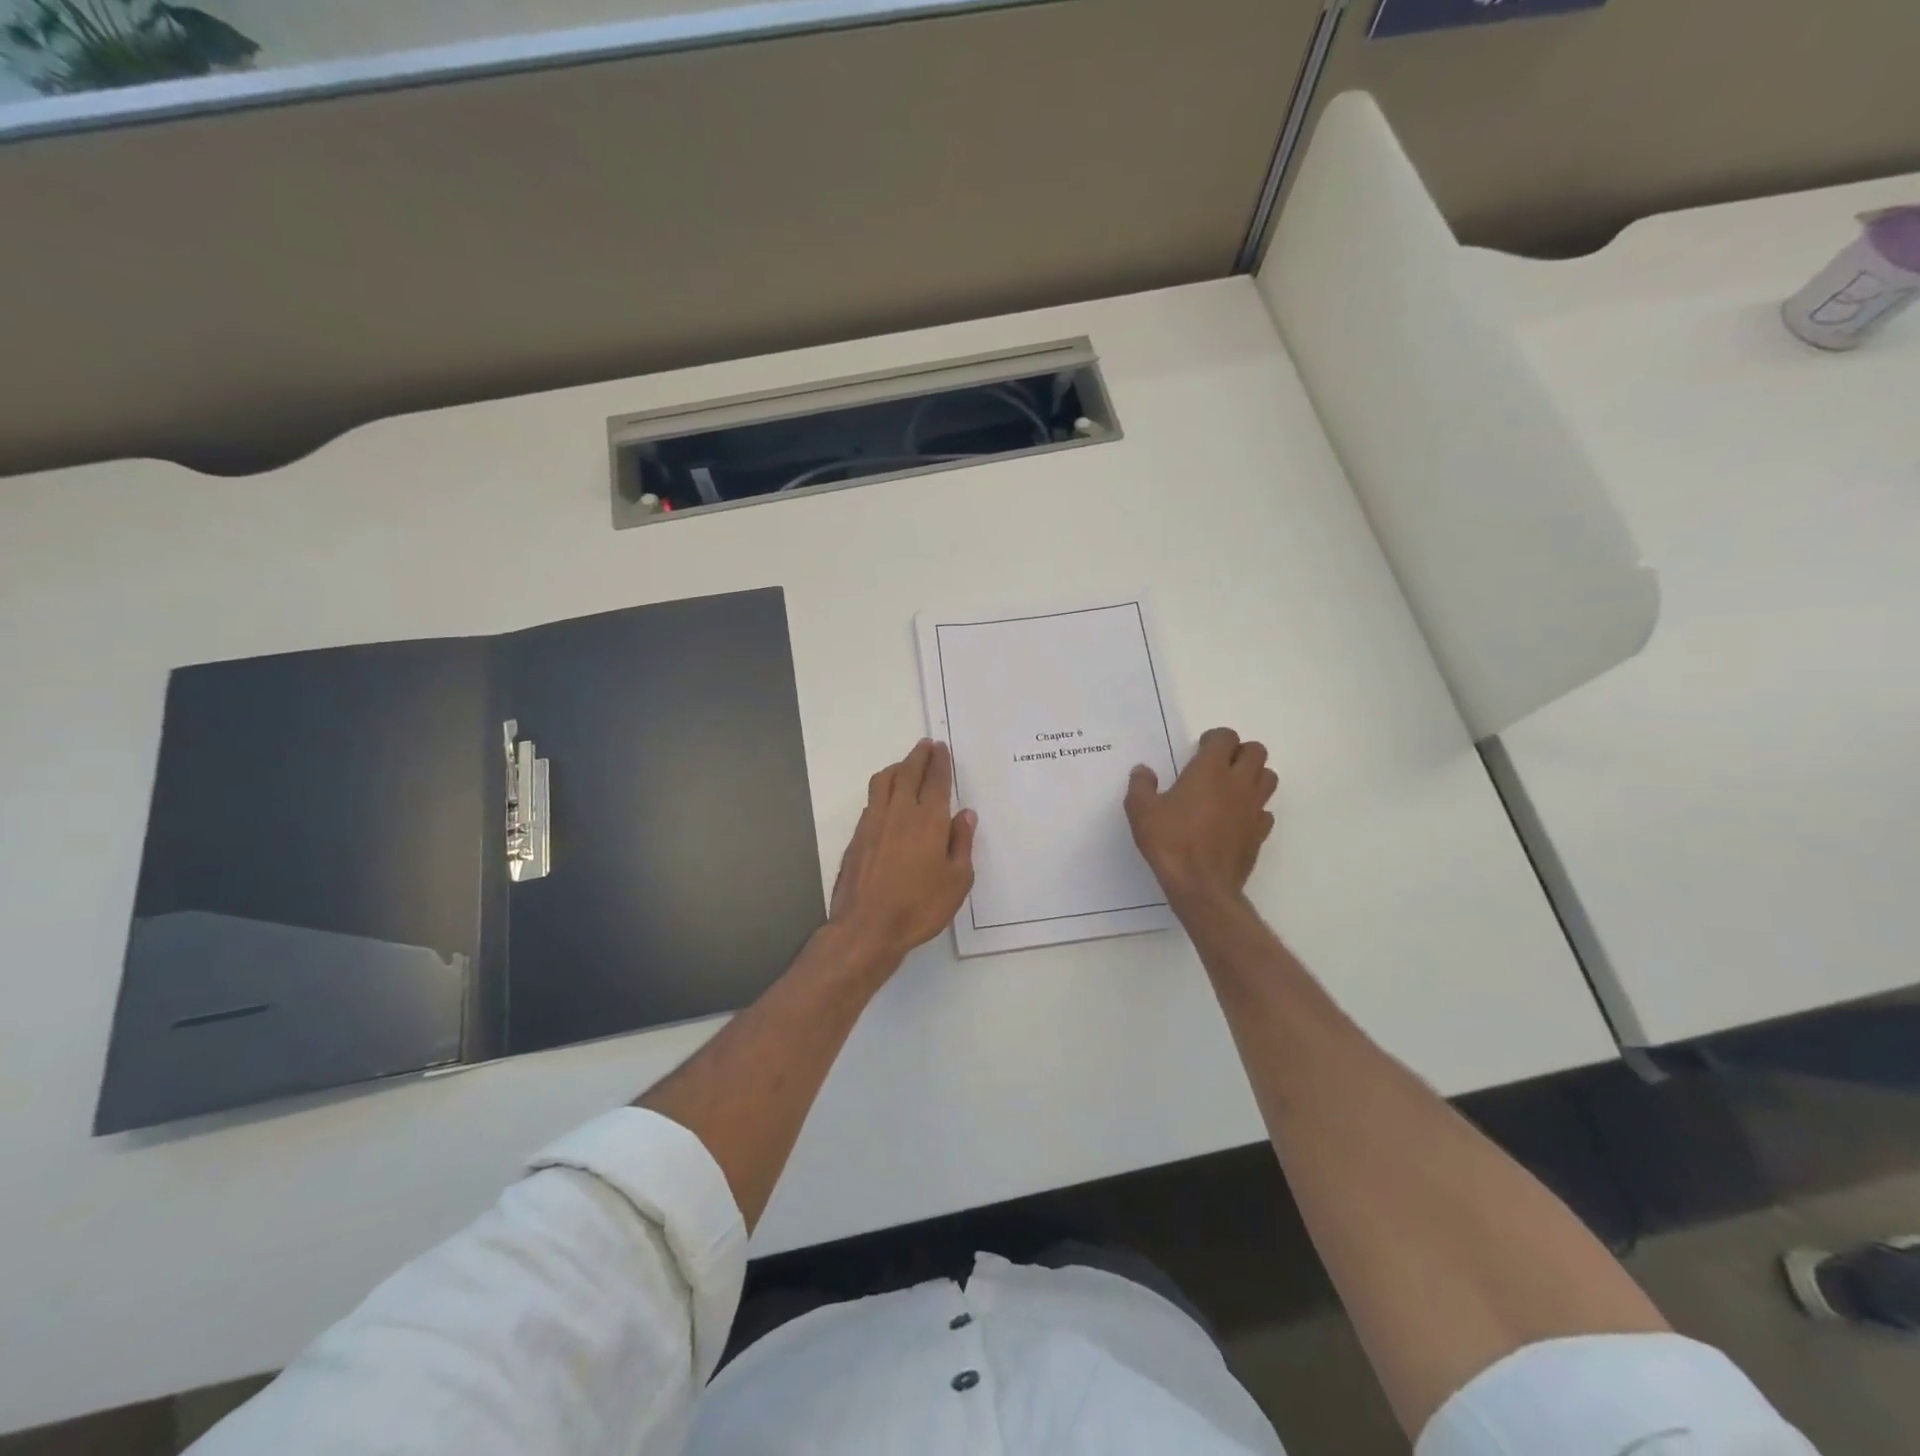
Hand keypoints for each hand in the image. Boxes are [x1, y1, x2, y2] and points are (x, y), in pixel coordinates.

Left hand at [829, 740, 976, 967]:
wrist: (867, 927)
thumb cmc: (920, 907)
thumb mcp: (957, 881)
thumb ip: (961, 844)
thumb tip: (965, 815)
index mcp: (929, 820)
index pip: (936, 781)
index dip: (940, 762)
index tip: (941, 748)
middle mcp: (900, 812)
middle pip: (908, 772)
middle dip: (919, 756)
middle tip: (926, 745)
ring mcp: (874, 822)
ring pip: (884, 781)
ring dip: (897, 767)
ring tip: (905, 764)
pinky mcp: (858, 835)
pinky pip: (872, 799)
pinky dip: (882, 788)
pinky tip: (887, 798)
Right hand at [1125, 727, 1276, 903]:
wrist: (1201, 886)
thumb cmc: (1170, 842)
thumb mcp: (1141, 811)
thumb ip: (1141, 785)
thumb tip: (1143, 770)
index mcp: (1210, 770)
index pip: (1226, 737)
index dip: (1214, 739)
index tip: (1199, 750)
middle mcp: (1238, 783)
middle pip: (1256, 751)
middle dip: (1239, 752)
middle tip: (1218, 766)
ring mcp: (1253, 808)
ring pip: (1269, 777)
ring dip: (1253, 776)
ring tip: (1231, 788)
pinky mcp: (1260, 832)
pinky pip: (1265, 811)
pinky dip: (1254, 809)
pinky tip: (1236, 819)